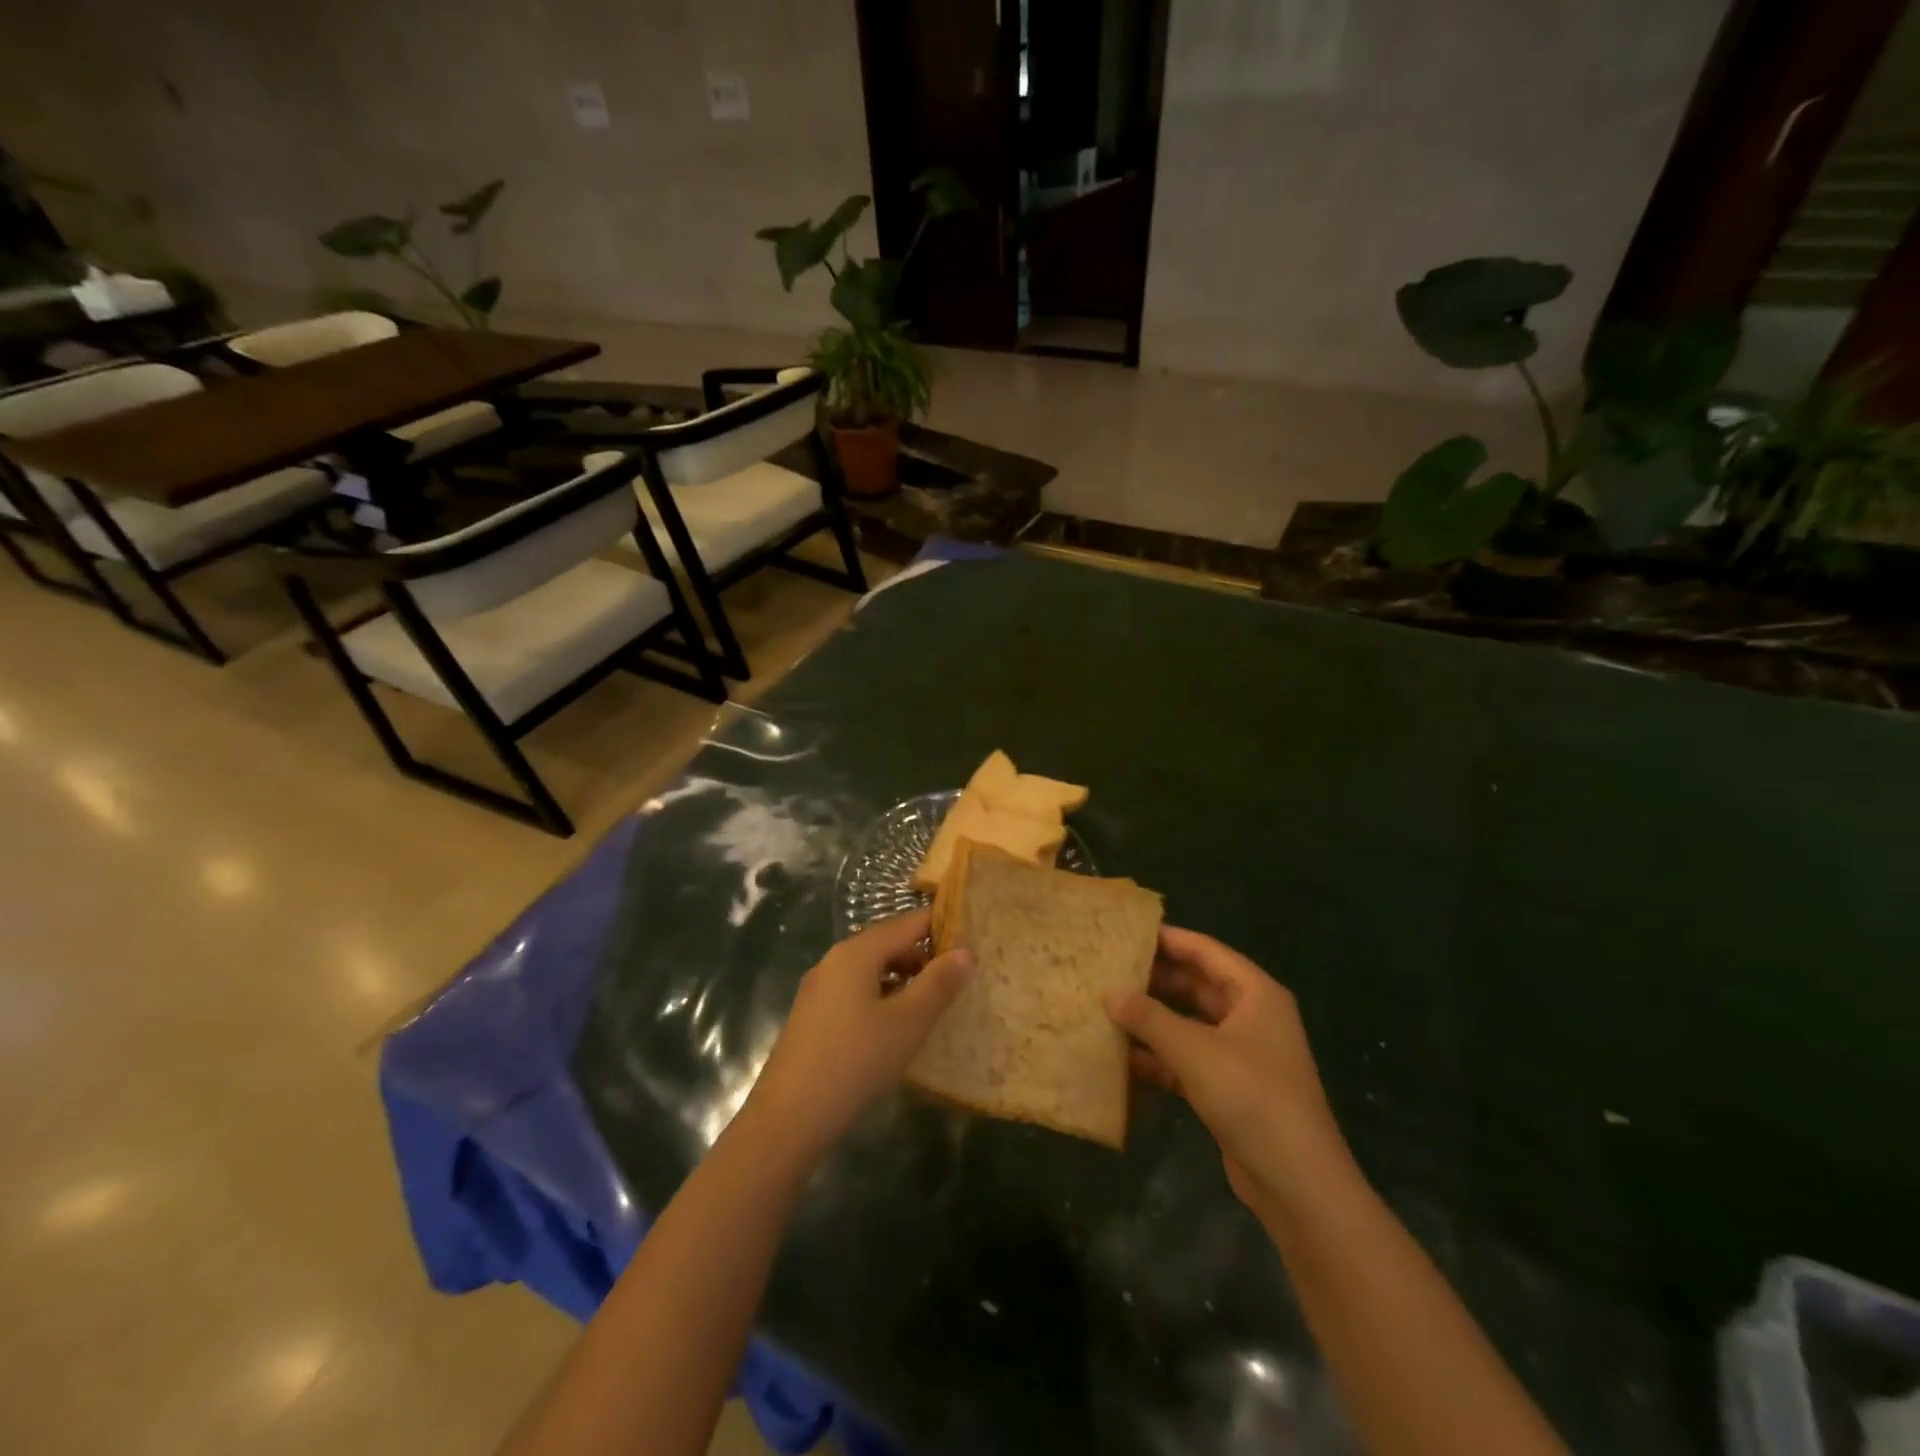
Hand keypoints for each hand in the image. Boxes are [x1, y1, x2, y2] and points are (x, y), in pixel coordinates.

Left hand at [743, 908, 972, 1162]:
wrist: (788, 1118)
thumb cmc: (856, 1061)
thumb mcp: (908, 1022)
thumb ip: (939, 984)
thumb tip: (966, 952)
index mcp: (856, 952)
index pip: (907, 923)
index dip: (941, 928)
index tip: (972, 942)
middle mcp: (834, 961)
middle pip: (887, 943)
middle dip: (923, 956)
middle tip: (957, 979)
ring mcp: (819, 989)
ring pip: (870, 970)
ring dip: (903, 980)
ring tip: (932, 1006)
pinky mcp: (812, 1017)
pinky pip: (855, 992)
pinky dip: (881, 998)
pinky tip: (895, 1029)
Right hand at [1107, 926, 1351, 1218]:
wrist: (1297, 1184)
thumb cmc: (1251, 1097)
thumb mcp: (1195, 1051)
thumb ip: (1149, 1018)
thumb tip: (1109, 992)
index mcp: (1255, 993)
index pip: (1205, 951)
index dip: (1167, 938)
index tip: (1125, 931)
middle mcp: (1250, 1016)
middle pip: (1196, 984)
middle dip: (1154, 978)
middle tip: (1108, 967)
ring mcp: (1240, 1053)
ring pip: (1188, 1022)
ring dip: (1152, 1017)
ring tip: (1106, 1005)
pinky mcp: (1228, 1086)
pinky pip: (1187, 1057)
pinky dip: (1158, 1055)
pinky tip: (1121, 1055)